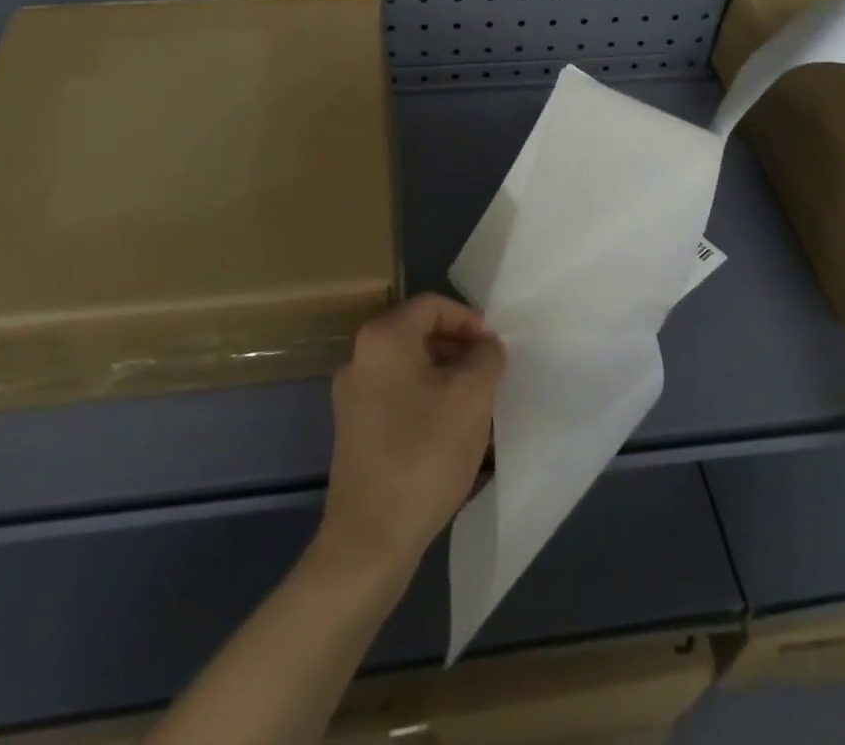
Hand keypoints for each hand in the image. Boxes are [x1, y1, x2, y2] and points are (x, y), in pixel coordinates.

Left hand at [317, 294, 505, 581]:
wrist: (370, 540)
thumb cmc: (424, 455)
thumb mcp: (472, 398)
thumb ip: (486, 357)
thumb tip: (484, 345)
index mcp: (383, 338)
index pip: (432, 305)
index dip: (468, 319)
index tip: (494, 349)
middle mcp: (359, 357)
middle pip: (418, 332)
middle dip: (457, 347)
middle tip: (488, 375)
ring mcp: (351, 394)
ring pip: (408, 365)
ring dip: (444, 374)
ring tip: (473, 404)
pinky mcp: (352, 428)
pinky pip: (396, 393)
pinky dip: (424, 397)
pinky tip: (446, 430)